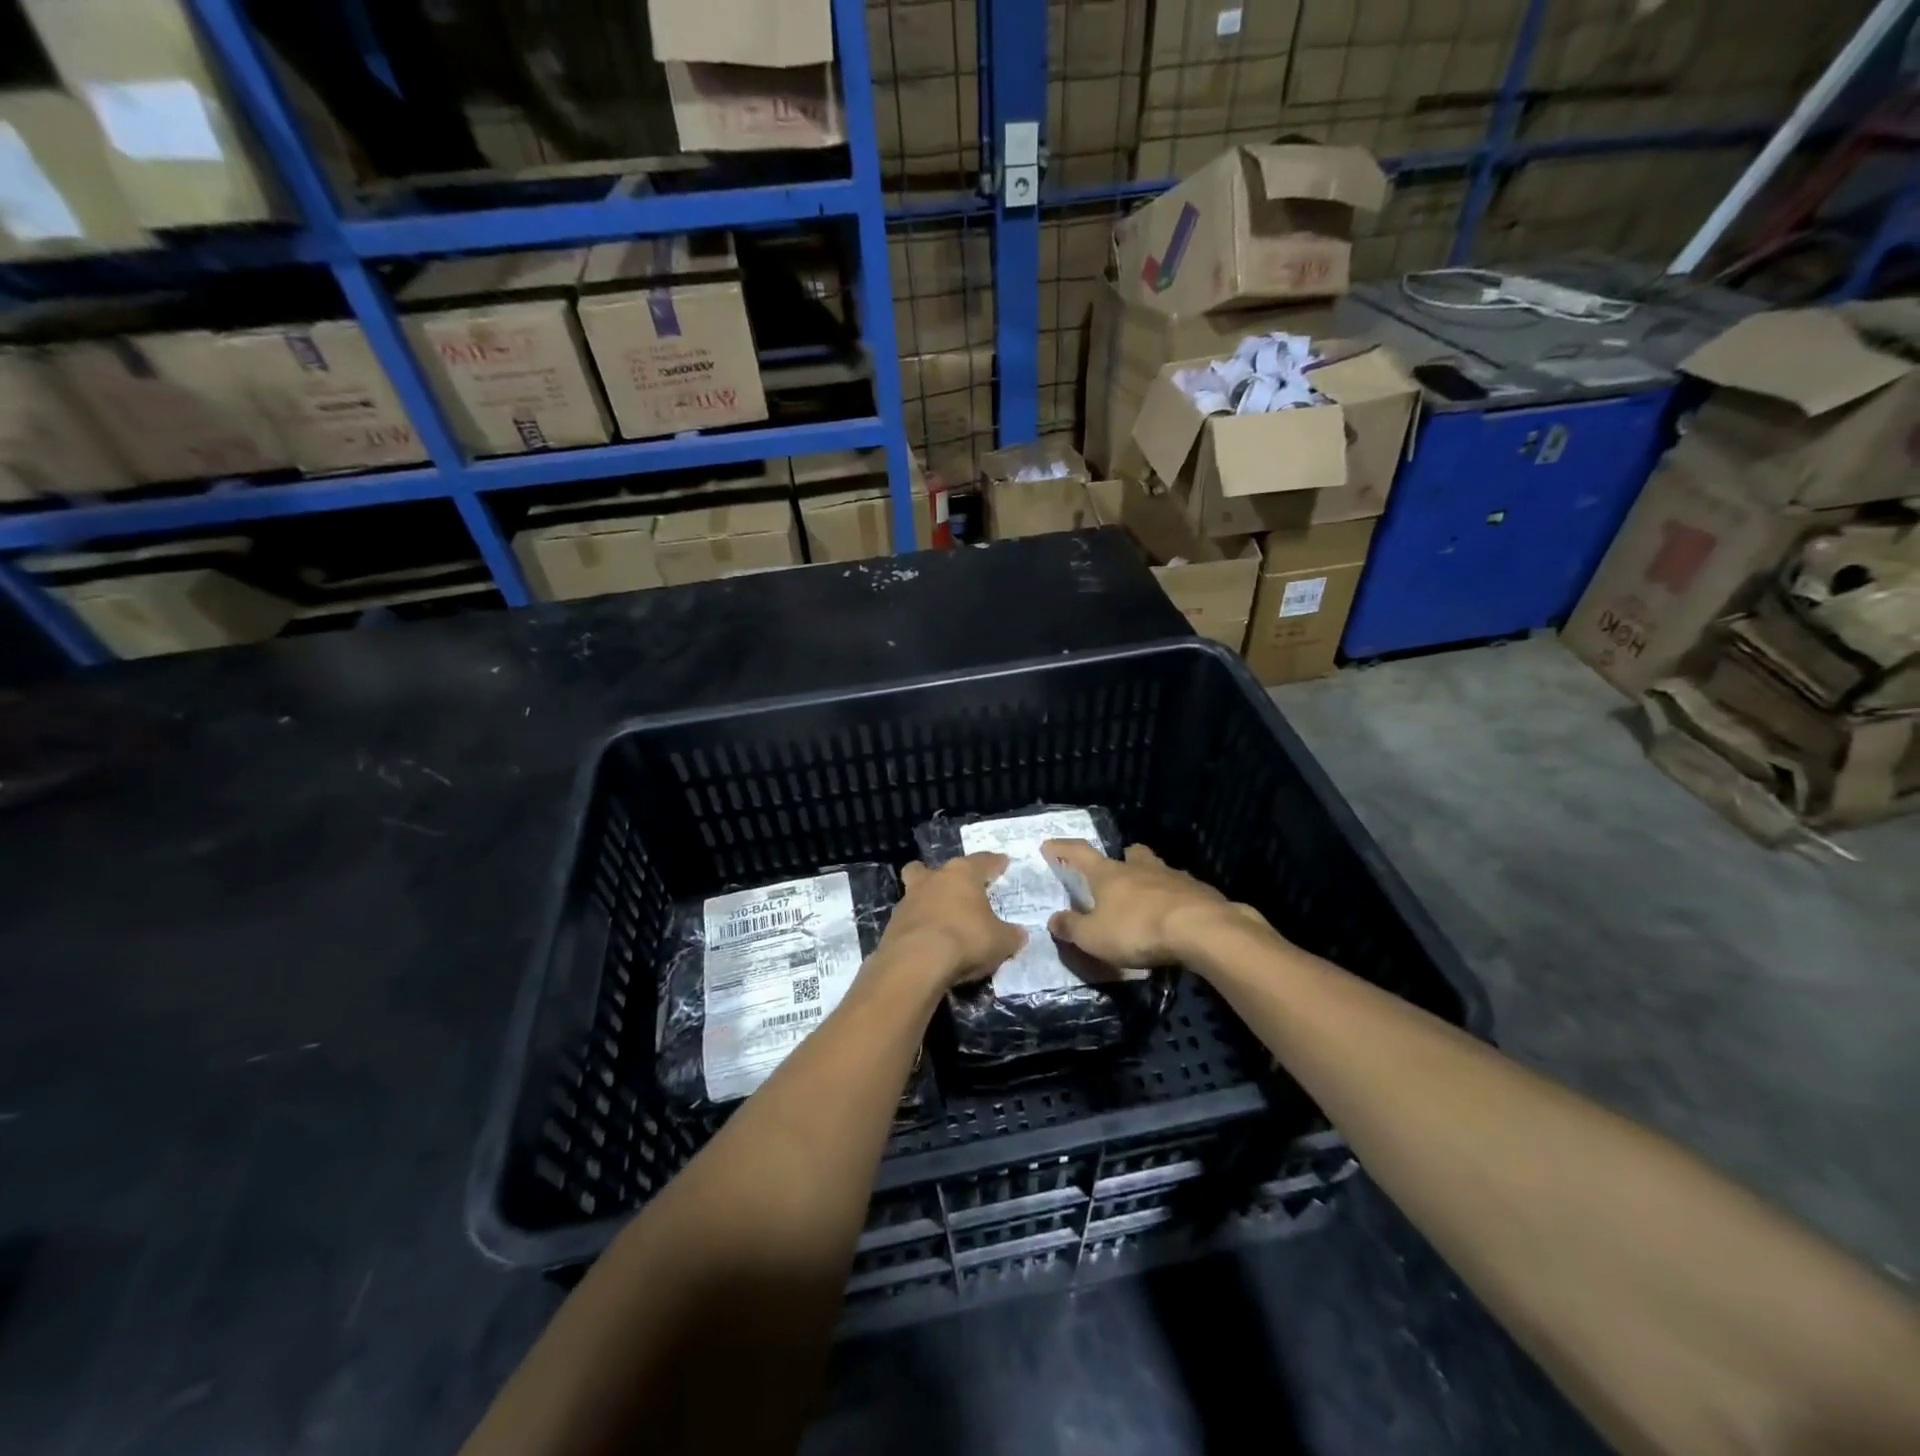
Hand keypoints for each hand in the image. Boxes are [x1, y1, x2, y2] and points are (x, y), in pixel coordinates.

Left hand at [877, 854, 1026, 989]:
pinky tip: (928, 941)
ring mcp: (908, 900)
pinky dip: (919, 926)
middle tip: (957, 887)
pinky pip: (910, 919)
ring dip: (928, 901)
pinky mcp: (893, 924)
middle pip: (935, 869)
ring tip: (942, 919)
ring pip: (916, 890)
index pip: (983, 861)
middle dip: (945, 875)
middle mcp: (933, 879)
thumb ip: (1011, 936)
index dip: (995, 863)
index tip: (1002, 863)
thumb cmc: (965, 940)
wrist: (915, 963)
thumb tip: (1019, 935)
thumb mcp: (1000, 942)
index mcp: (962, 874)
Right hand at [1043, 840, 1268, 966]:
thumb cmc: (1137, 930)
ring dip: (1152, 880)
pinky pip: (1184, 891)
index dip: (1063, 849)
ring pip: (1159, 870)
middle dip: (1124, 859)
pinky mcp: (1201, 893)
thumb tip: (1053, 920)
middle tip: (1119, 871)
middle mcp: (1140, 868)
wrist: (1201, 930)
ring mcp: (1174, 877)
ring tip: (1149, 900)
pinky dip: (1176, 900)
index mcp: (1109, 874)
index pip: (1080, 853)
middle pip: (1130, 854)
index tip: (1050, 845)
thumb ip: (1072, 928)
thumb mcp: (1094, 937)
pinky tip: (1177, 918)